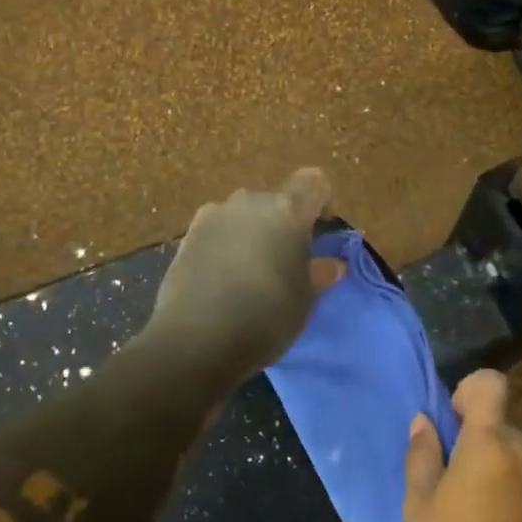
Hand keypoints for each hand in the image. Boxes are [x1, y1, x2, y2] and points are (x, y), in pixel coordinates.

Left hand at [145, 168, 344, 380]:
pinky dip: (226, 243)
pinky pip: (218, 229)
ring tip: (250, 272)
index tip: (321, 232)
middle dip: (285, 224)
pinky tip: (222, 277)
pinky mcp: (188, 234)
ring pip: (245, 214)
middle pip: (277, 200)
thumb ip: (321, 274)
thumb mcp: (305, 301)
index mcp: (287, 210)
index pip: (314, 182)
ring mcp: (214, 215)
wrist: (196, 340)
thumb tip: (333, 264)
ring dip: (253, 232)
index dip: (322, 201)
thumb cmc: (265, 317)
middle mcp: (250, 201)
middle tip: (286, 262)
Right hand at [404, 370, 521, 521]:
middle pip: (493, 422)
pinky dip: (500, 488)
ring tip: (459, 513)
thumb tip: (424, 423)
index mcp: (490, 443)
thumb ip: (421, 458)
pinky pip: (519, 477)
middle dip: (467, 440)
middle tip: (441, 483)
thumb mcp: (421, 511)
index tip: (446, 425)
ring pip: (505, 452)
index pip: (488, 384)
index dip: (465, 392)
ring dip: (483, 467)